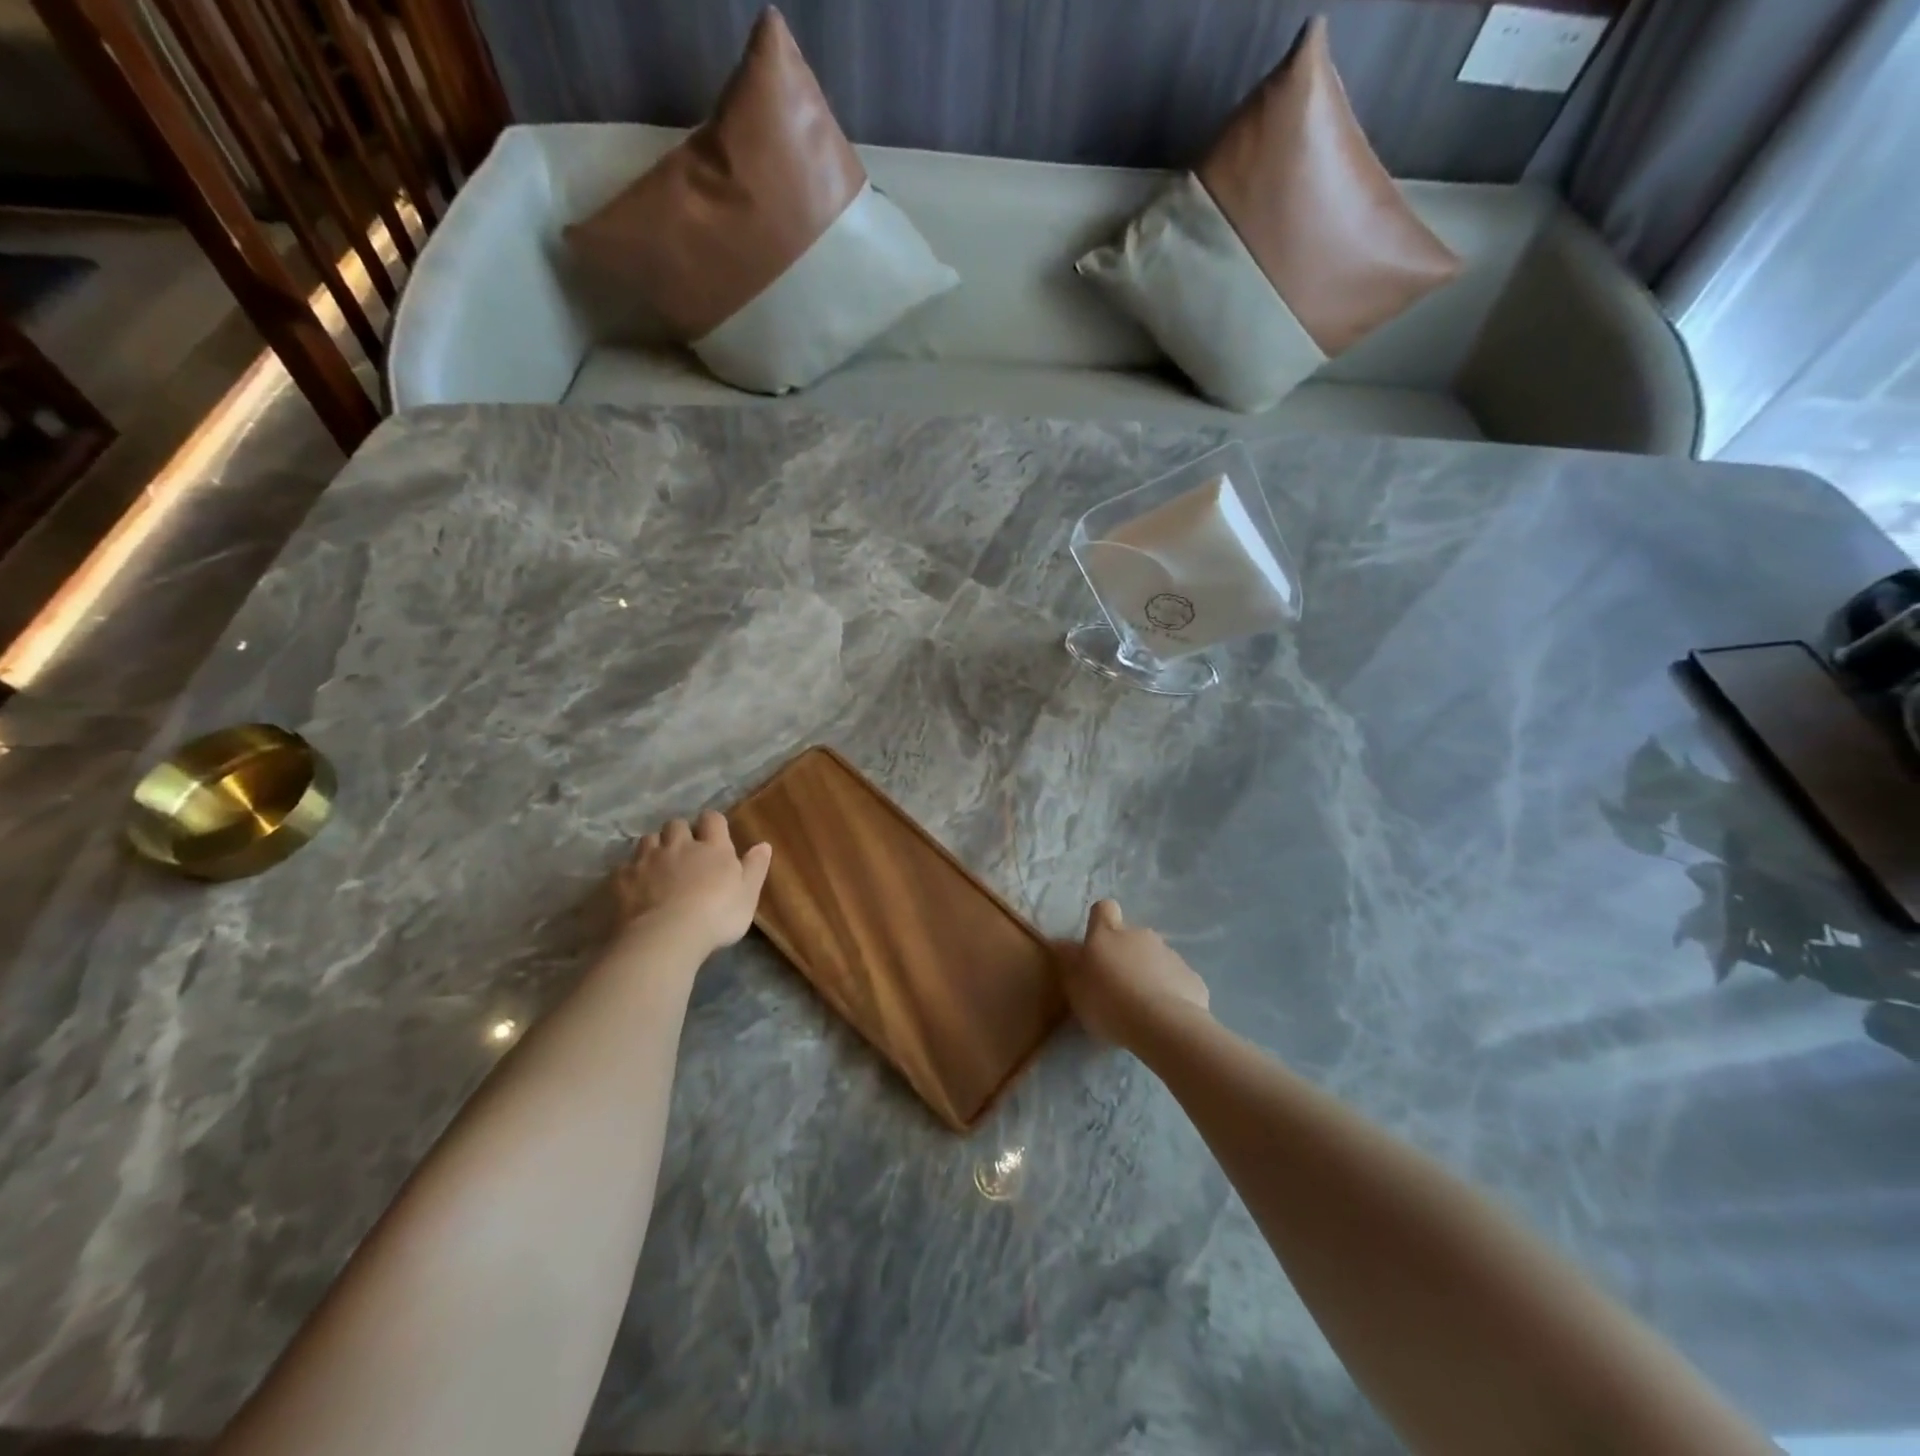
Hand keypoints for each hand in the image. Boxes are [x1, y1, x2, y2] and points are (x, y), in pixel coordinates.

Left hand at [614, 810, 771, 952]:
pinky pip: (624, 866)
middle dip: (679, 833)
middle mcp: (679, 845)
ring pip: (648, 839)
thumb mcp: (748, 895)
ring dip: (654, 848)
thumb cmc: (717, 915)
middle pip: (676, 824)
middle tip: (684, 852)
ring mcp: (647, 860)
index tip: (714, 834)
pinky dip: (630, 873)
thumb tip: (764, 844)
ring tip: (658, 866)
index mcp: (712, 847)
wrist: (666, 936)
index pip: (712, 819)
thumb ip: (755, 867)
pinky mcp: (622, 878)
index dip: (712, 823)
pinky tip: (634, 887)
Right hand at [1064, 899, 1210, 1048]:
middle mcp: (1141, 936)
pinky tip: (1165, 1018)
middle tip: (1116, 988)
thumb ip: (1070, 964)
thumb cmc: (1108, 1002)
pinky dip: (1171, 994)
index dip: (1100, 921)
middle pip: (1131, 937)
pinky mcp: (1192, 978)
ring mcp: (1170, 955)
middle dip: (1125, 956)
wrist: (1163, 1025)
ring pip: (1155, 959)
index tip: (1096, 944)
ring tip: (1141, 1009)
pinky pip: (1177, 981)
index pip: (1104, 909)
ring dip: (1148, 975)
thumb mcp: (1075, 987)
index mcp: (1109, 934)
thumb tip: (1064, 945)